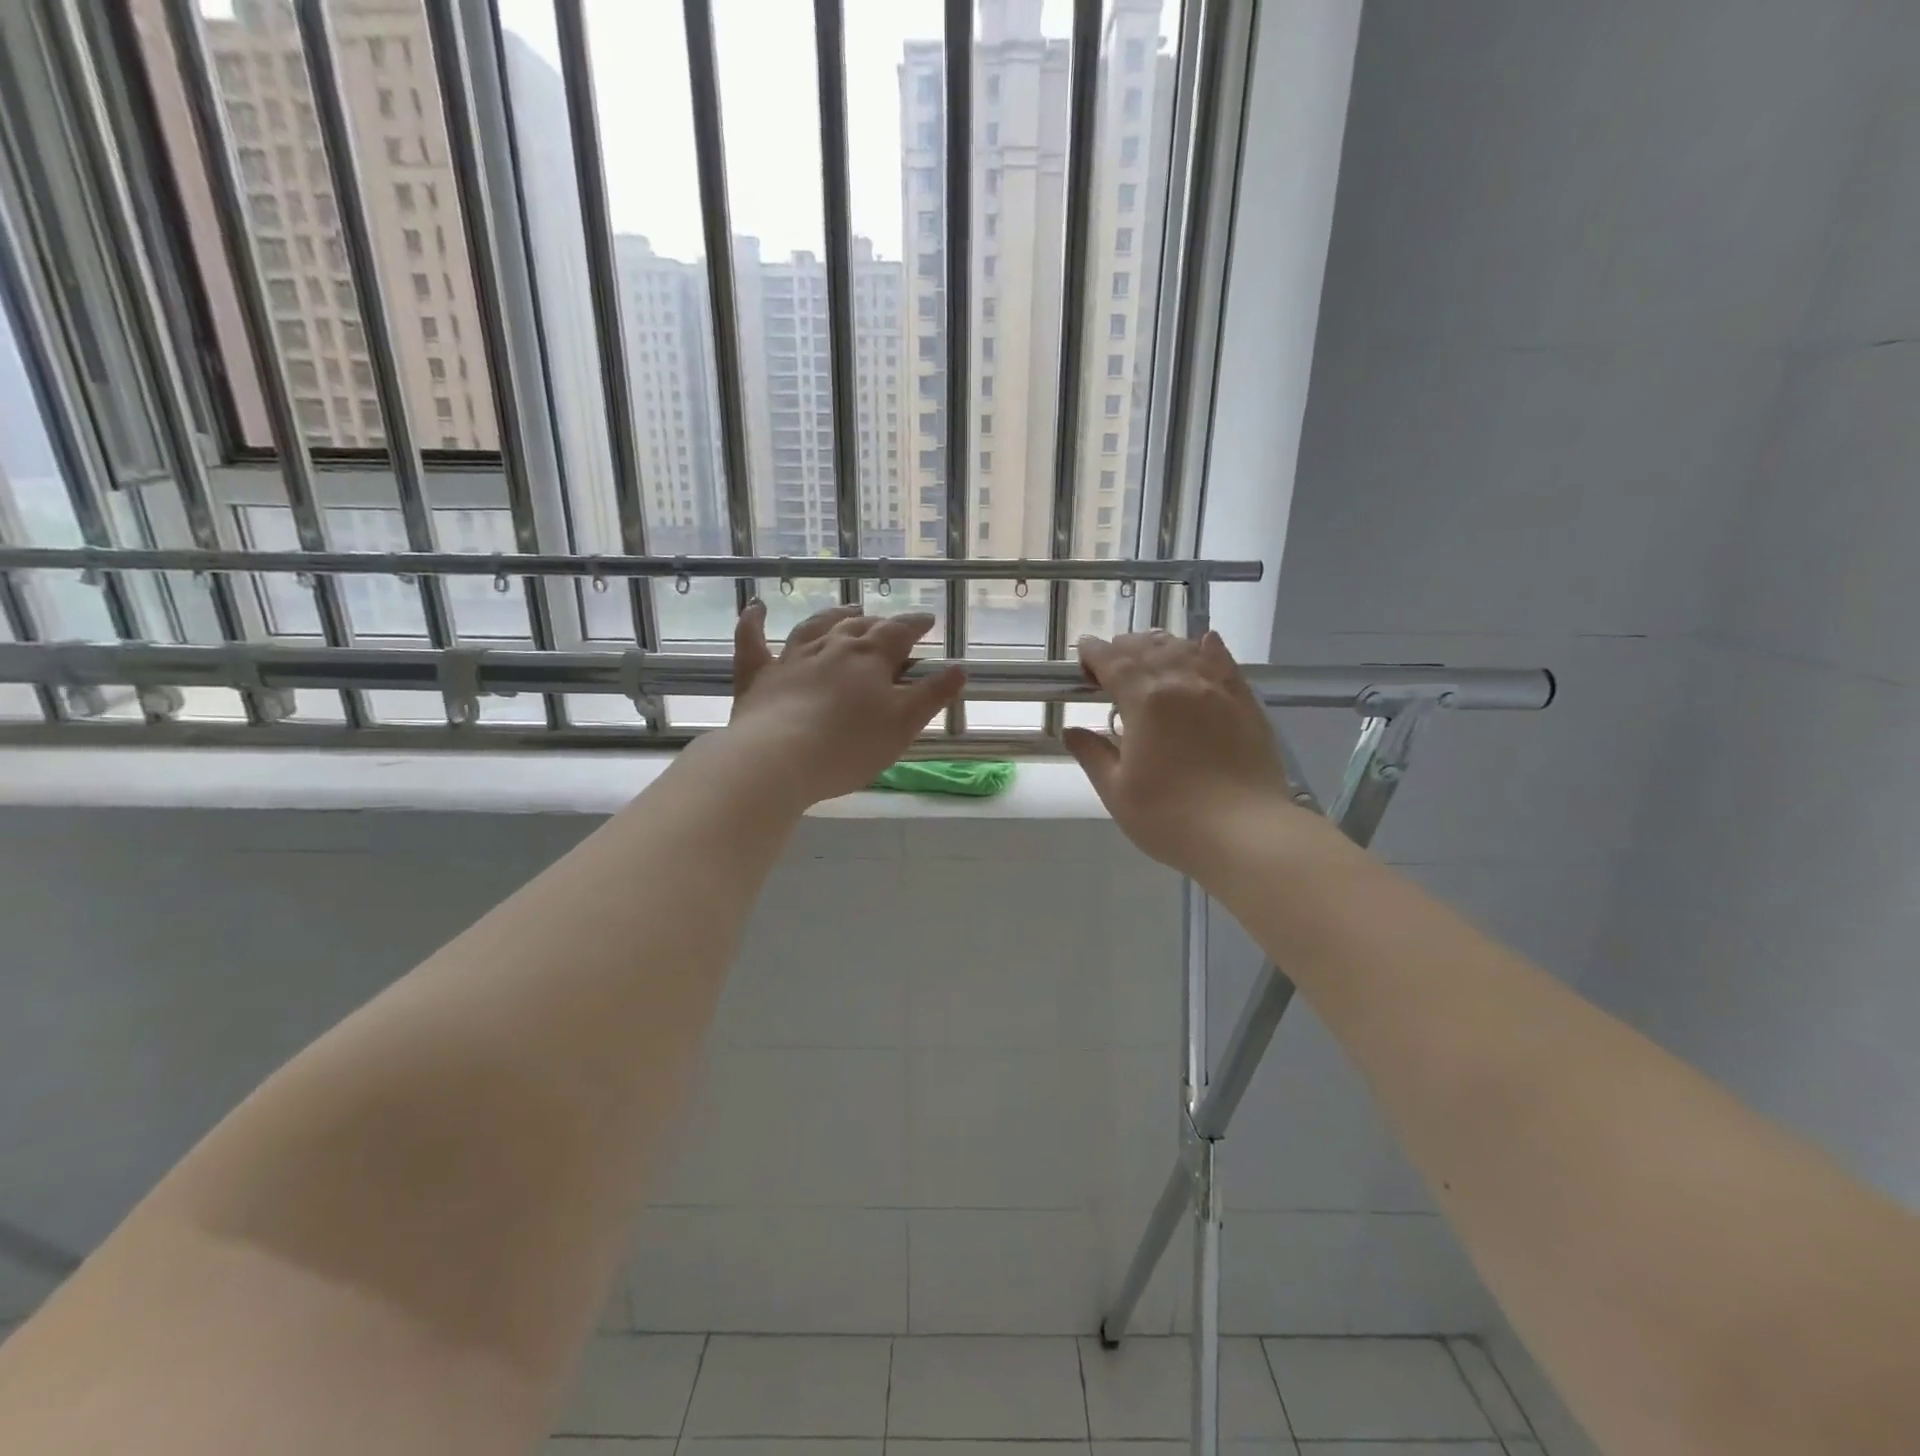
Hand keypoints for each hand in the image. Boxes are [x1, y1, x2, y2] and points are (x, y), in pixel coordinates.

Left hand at [726, 602, 965, 805]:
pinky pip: (753, 641)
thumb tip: (959, 668)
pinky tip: (756, 608)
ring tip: (848, 611)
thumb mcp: (904, 724)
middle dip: (879, 623)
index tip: (927, 620)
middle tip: (889, 627)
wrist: (779, 759)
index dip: (915, 624)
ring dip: (834, 617)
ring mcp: (791, 658)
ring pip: (816, 627)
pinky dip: (754, 623)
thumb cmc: (850, 746)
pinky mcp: (758, 676)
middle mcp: (832, 647)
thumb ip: (932, 695)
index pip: (899, 631)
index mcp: (870, 657)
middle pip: (859, 627)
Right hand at [1063, 630, 1297, 878]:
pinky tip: (1203, 642)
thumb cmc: (1170, 818)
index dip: (1094, 653)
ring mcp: (1218, 689)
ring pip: (1185, 649)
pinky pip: (1224, 662)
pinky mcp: (1246, 702)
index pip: (1113, 661)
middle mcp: (1181, 682)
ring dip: (1160, 645)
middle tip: (1110, 662)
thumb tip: (1072, 730)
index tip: (1083, 656)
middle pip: (1148, 649)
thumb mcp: (1116, 791)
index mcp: (1144, 700)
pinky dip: (1207, 647)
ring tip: (1148, 653)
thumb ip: (1092, 754)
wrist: (1245, 833)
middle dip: (1123, 648)